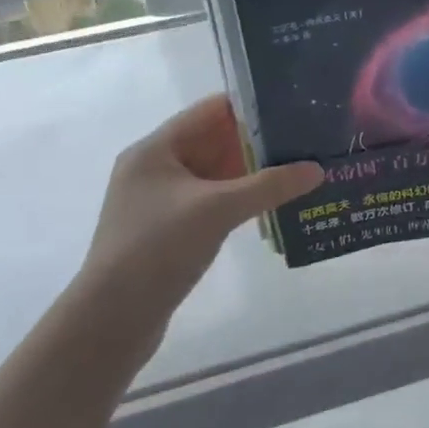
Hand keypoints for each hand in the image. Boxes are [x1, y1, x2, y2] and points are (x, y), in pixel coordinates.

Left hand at [78, 95, 322, 320]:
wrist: (111, 321)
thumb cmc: (157, 249)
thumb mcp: (217, 210)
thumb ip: (268, 185)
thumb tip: (317, 169)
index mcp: (155, 150)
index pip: (210, 111)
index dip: (251, 106)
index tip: (292, 107)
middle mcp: (156, 168)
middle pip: (214, 141)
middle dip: (258, 141)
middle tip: (305, 139)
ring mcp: (161, 201)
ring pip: (216, 174)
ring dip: (252, 172)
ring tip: (299, 168)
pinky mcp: (170, 230)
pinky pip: (213, 201)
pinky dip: (241, 199)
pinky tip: (274, 203)